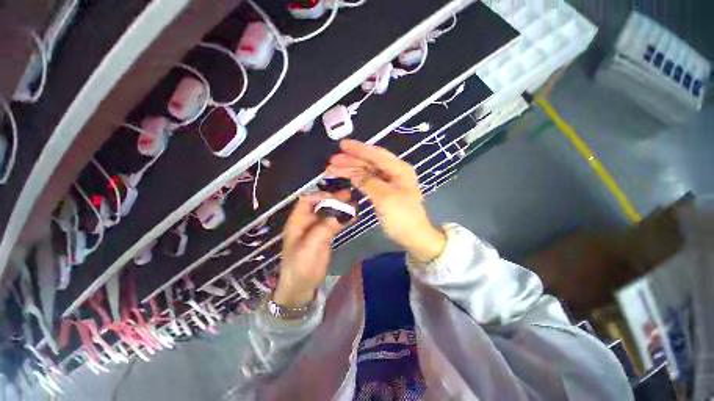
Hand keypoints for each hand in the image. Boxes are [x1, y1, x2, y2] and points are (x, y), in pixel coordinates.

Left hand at [274, 192, 347, 307]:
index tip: (337, 197)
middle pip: (320, 204)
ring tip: (354, 204)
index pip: (308, 200)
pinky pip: (333, 223)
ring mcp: (316, 229)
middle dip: (334, 199)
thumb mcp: (313, 245)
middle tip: (350, 196)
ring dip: (340, 208)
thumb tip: (344, 211)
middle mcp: (307, 221)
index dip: (322, 196)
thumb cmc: (302, 265)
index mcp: (298, 220)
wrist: (301, 287)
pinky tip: (353, 217)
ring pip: (328, 213)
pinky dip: (342, 219)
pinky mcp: (323, 236)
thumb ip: (327, 227)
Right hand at [327, 139, 445, 262]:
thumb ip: (369, 183)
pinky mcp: (383, 191)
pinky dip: (357, 179)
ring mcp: (388, 182)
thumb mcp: (386, 198)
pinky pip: (368, 181)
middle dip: (351, 161)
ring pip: (367, 171)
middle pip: (369, 162)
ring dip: (351, 170)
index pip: (376, 154)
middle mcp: (394, 172)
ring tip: (333, 170)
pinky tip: (347, 178)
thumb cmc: (403, 217)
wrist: (413, 236)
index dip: (359, 149)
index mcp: (399, 169)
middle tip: (332, 162)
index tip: (341, 145)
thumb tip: (353, 174)